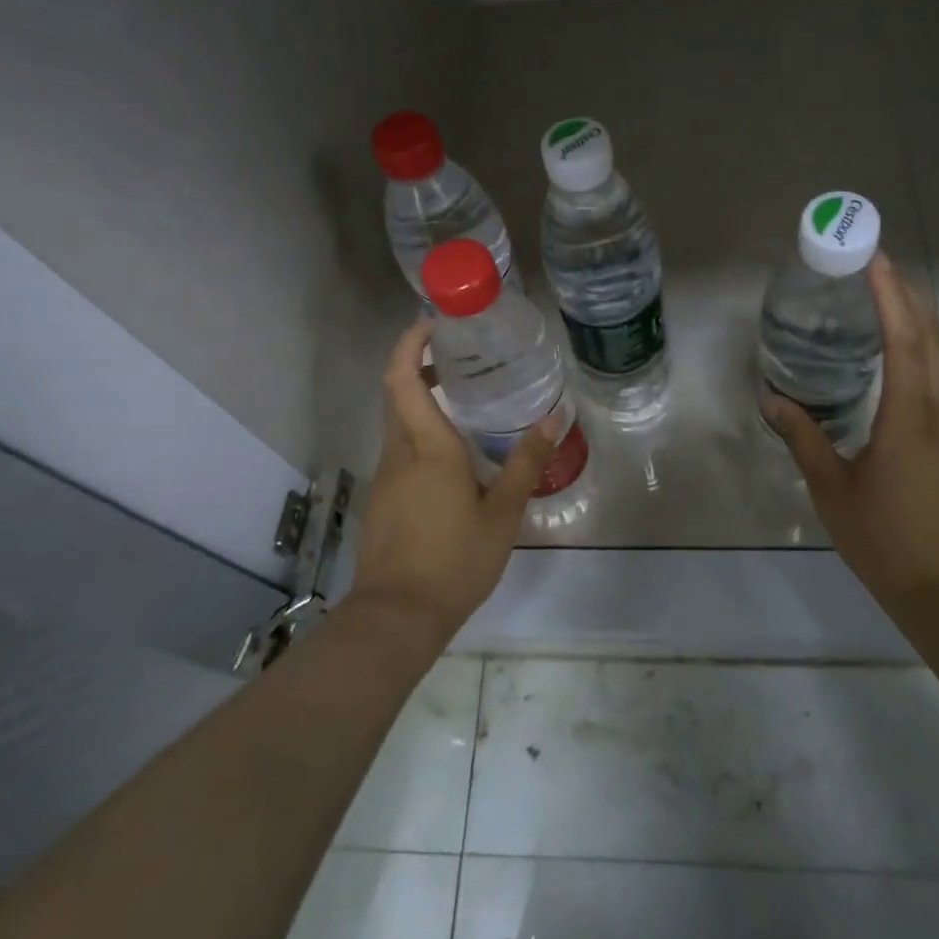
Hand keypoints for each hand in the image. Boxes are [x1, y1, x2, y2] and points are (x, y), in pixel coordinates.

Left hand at [348, 319, 559, 636]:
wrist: (398, 616)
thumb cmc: (455, 560)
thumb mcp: (503, 512)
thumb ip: (526, 462)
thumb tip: (554, 418)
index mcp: (427, 448)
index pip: (402, 378)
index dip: (410, 343)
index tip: (432, 322)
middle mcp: (399, 454)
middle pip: (396, 394)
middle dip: (419, 366)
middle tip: (459, 358)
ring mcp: (386, 477)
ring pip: (398, 423)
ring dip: (421, 401)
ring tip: (465, 401)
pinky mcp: (384, 499)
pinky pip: (400, 450)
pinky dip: (421, 434)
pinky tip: (454, 457)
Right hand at [765, 254, 938, 612]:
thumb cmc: (883, 538)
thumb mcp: (831, 488)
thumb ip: (803, 438)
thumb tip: (772, 400)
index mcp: (910, 418)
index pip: (905, 341)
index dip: (892, 296)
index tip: (874, 260)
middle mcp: (938, 412)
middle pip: (933, 338)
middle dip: (909, 294)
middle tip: (877, 264)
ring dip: (916, 319)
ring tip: (881, 296)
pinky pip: (936, 379)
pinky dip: (917, 350)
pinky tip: (892, 354)